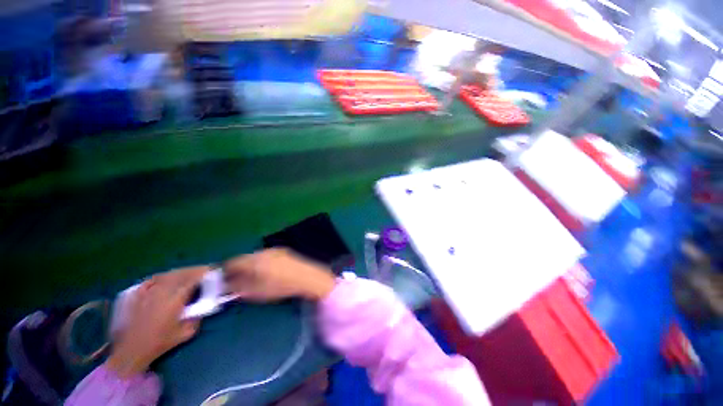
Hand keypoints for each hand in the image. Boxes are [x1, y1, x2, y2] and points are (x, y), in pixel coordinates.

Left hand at [107, 266, 207, 377]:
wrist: (132, 350)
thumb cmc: (160, 343)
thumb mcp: (186, 333)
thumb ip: (197, 317)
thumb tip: (203, 306)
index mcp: (175, 300)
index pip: (192, 280)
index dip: (203, 273)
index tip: (211, 271)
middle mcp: (162, 292)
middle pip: (181, 274)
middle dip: (194, 270)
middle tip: (203, 270)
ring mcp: (148, 292)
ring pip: (167, 275)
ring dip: (180, 272)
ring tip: (188, 272)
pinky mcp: (138, 295)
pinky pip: (153, 280)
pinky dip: (163, 276)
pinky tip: (167, 277)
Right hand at [223, 248, 335, 301]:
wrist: (307, 277)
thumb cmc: (281, 286)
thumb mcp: (256, 291)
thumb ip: (237, 288)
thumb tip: (224, 286)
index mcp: (254, 260)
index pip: (232, 262)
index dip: (224, 271)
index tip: (221, 280)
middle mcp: (263, 251)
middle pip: (244, 258)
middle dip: (237, 268)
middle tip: (234, 281)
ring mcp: (274, 250)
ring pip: (255, 257)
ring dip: (249, 265)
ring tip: (251, 277)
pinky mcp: (283, 251)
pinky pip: (266, 256)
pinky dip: (260, 263)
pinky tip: (265, 272)